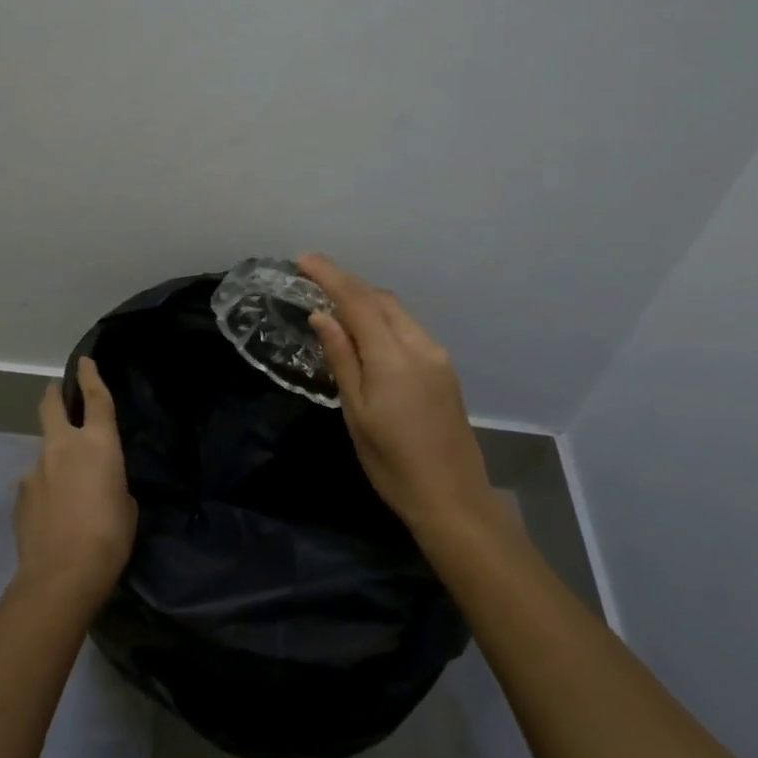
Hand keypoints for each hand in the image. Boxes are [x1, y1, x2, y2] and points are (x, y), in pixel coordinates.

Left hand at [13, 357, 137, 602]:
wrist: (61, 576)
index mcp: (98, 444)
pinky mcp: (19, 495)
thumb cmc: (109, 537)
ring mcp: (35, 470)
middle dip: (54, 395)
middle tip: (56, 391)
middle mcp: (63, 447)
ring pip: (44, 451)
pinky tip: (52, 515)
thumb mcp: (127, 505)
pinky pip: (35, 484)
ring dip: (54, 459)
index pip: (96, 398)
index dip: (91, 376)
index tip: (84, 361)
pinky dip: (44, 490)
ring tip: (67, 491)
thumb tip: (99, 484)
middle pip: (51, 406)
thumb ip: (113, 483)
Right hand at [299, 254, 496, 536]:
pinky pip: (409, 330)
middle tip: (314, 283)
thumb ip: (341, 358)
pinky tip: (367, 336)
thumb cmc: (392, 463)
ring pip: (398, 313)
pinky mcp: (445, 370)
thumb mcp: (356, 412)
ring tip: (335, 307)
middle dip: (349, 285)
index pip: (358, 301)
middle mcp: (420, 346)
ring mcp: (437, 356)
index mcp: (393, 357)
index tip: (304, 259)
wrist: (453, 498)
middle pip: (381, 300)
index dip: (330, 276)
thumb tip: (322, 316)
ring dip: (367, 302)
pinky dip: (384, 322)